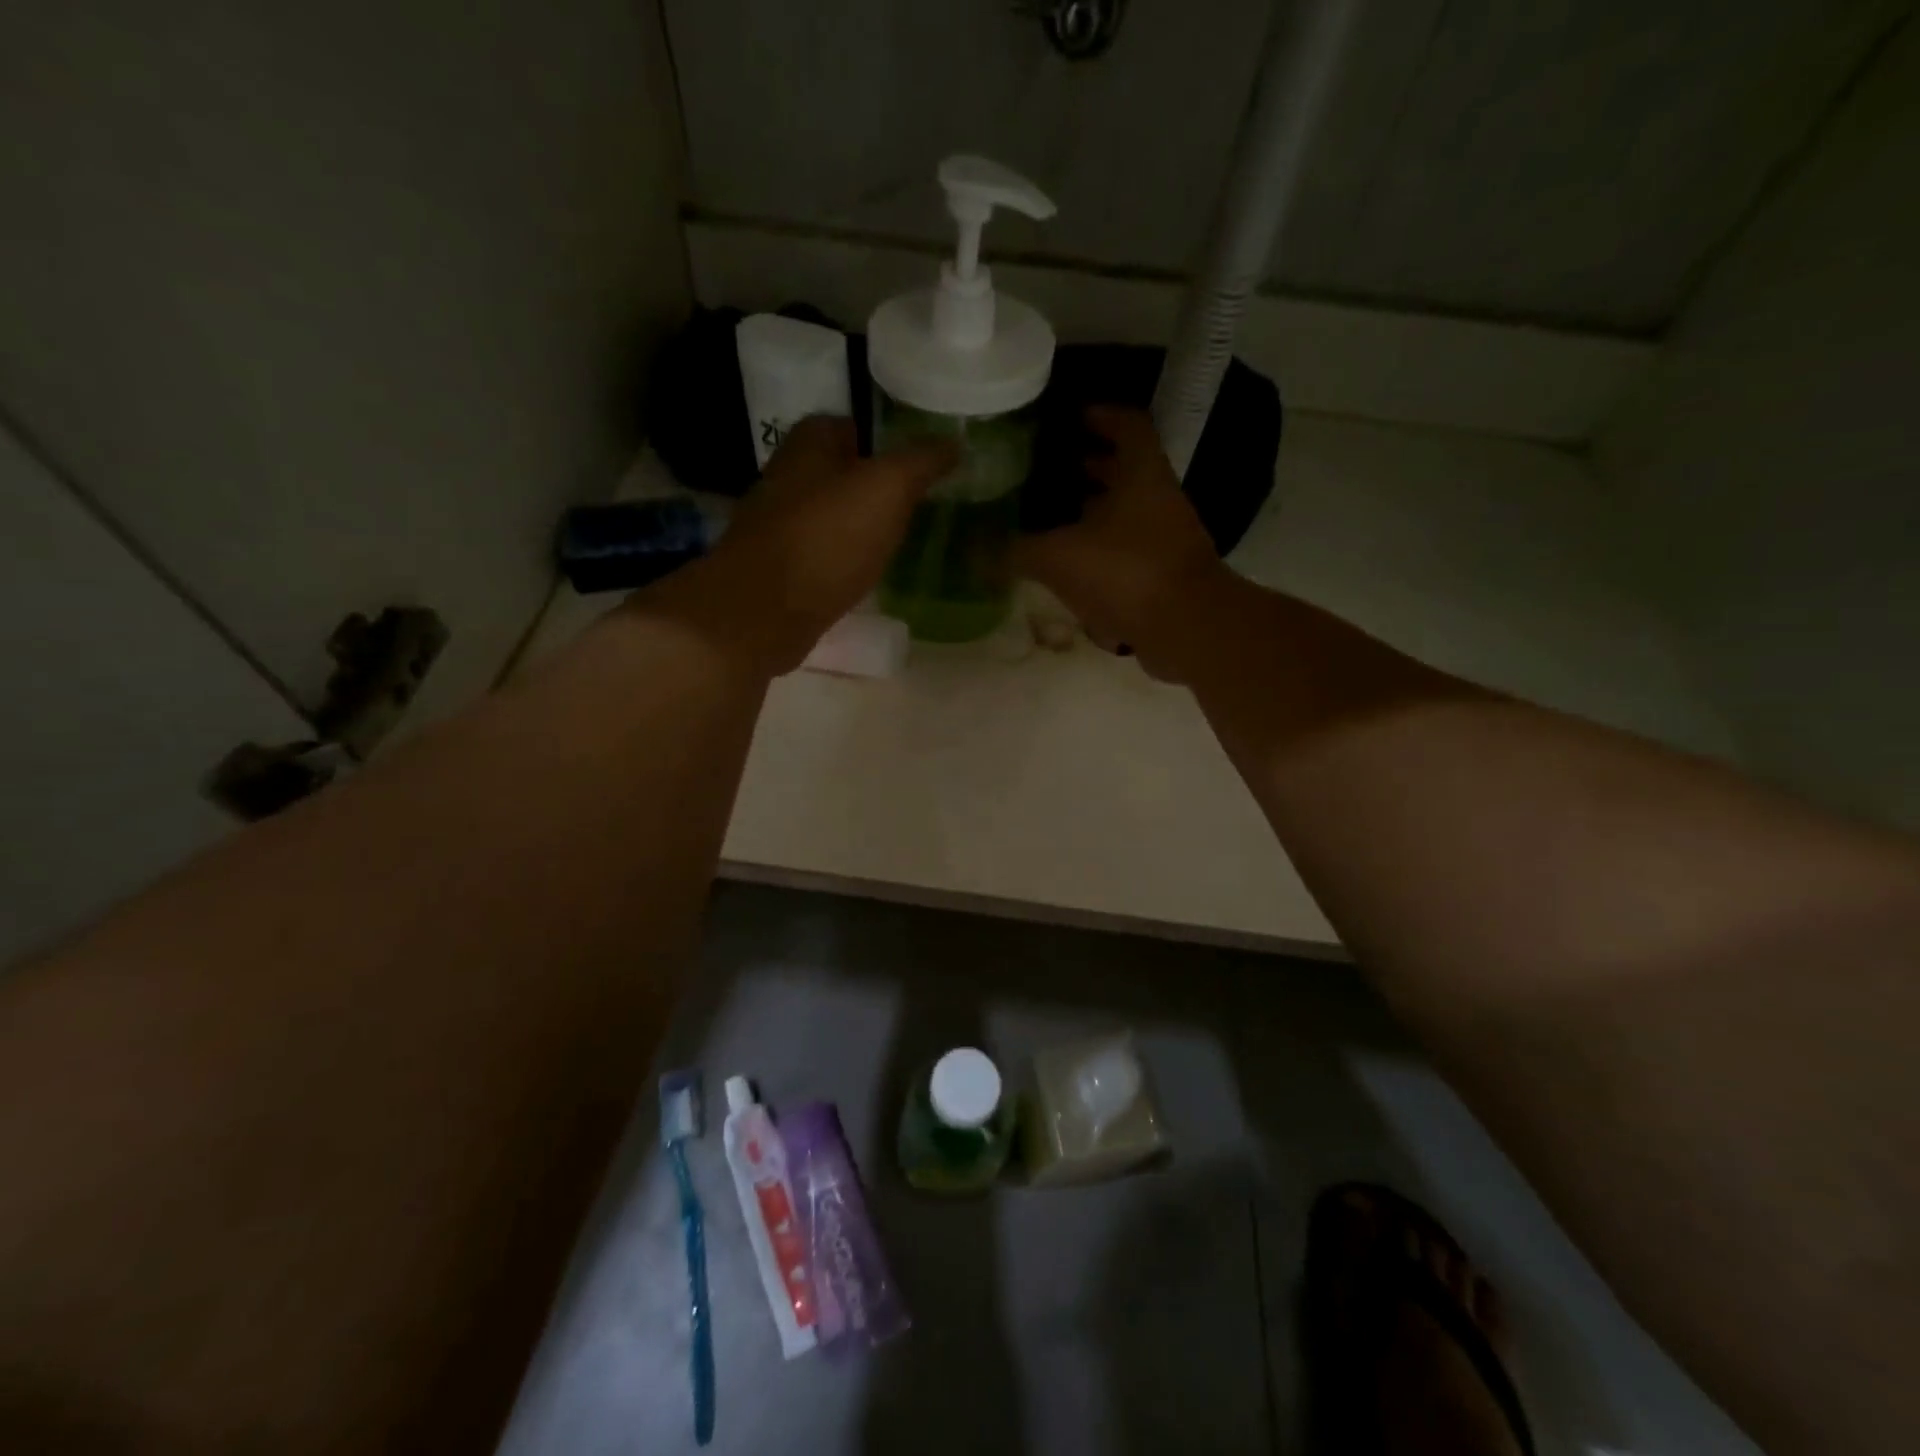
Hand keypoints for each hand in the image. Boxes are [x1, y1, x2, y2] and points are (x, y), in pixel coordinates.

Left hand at [643, 416, 953, 674]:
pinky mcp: (779, 570)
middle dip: (873, 485)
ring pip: (830, 515)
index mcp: (809, 444)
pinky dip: (843, 560)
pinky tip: (866, 574)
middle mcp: (787, 477)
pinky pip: (821, 554)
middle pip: (839, 472)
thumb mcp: (888, 488)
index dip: (885, 439)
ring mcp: (778, 526)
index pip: (851, 425)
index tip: (919, 461)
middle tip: (917, 503)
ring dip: (858, 525)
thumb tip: (954, 442)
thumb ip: (922, 462)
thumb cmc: (827, 538)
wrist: (764, 612)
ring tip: (899, 539)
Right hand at [1013, 407, 1227, 677]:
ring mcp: (1164, 538)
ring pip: (1124, 513)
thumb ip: (1015, 550)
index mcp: (1140, 474)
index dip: (1098, 415)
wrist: (1187, 629)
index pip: (1127, 424)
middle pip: (1123, 469)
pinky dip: (1098, 551)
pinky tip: (1067, 566)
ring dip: (1090, 513)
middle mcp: (1157, 498)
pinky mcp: (1162, 574)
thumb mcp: (1059, 557)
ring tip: (1047, 519)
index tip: (1067, 417)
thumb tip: (974, 549)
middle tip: (1043, 470)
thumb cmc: (1126, 573)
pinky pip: (1125, 551)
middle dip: (1086, 466)